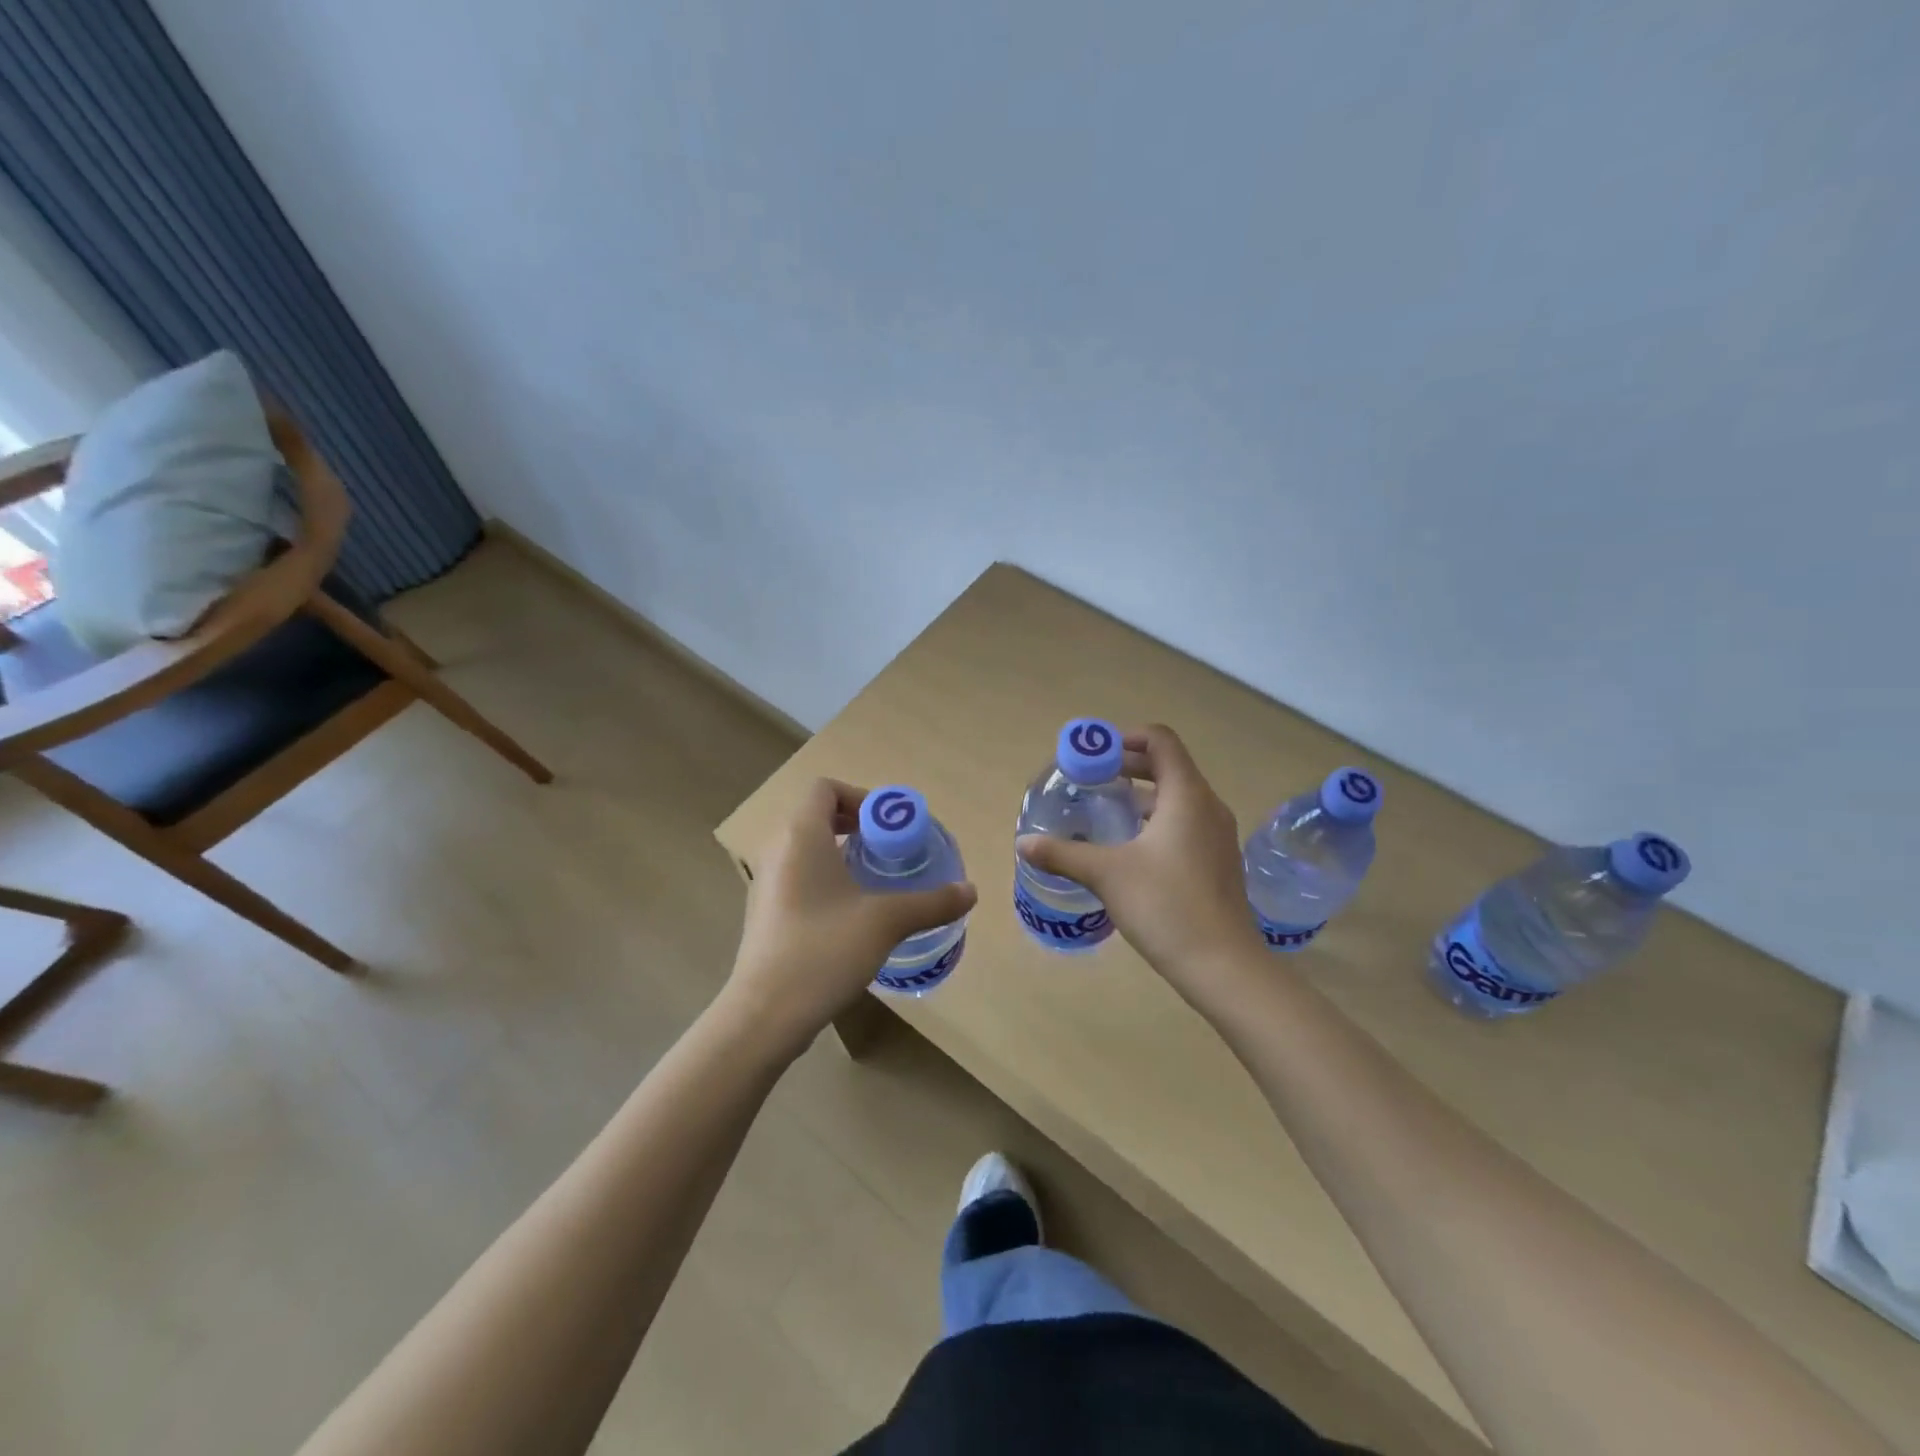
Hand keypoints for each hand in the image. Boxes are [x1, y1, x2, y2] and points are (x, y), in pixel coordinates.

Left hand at [722, 778, 977, 1055]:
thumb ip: (931, 902)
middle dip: (856, 825)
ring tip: (876, 880)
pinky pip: (797, 875)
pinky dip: (824, 877)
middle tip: (890, 850)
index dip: (861, 797)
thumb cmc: (823, 951)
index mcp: (800, 835)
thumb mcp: (886, 922)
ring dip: (841, 853)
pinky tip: (850, 913)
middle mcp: (777, 849)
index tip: (890, 826)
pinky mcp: (764, 912)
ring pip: (806, 847)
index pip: (825, 788)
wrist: (764, 1014)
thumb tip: (971, 891)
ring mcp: (765, 882)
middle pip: (816, 815)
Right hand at [1017, 724, 1261, 990]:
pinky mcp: (1218, 861)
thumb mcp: (1107, 875)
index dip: (1125, 737)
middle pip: (1169, 765)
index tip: (1094, 754)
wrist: (1224, 966)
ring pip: (1178, 796)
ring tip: (1105, 812)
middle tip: (1090, 780)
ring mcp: (1218, 835)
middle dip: (1128, 766)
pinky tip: (1130, 848)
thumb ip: (1063, 854)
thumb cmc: (1166, 907)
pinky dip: (1157, 819)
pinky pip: (1186, 822)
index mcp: (1187, 796)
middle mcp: (1208, 806)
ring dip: (1142, 794)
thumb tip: (1024, 844)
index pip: (1161, 740)